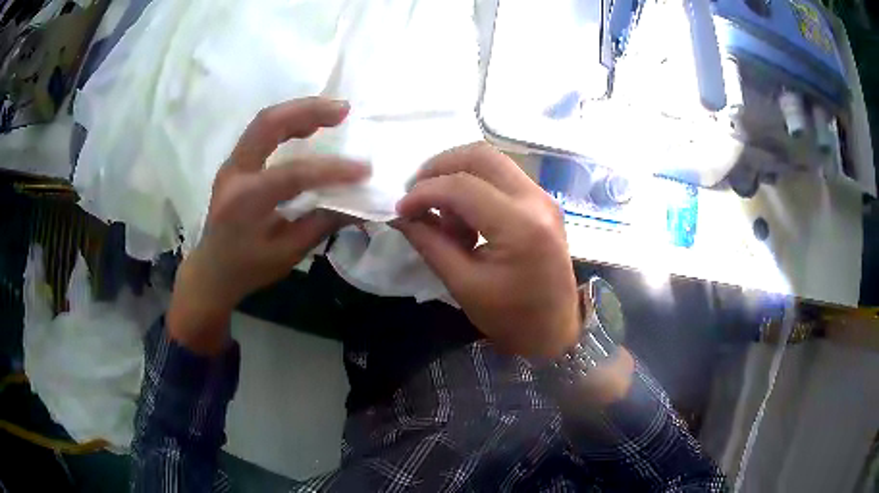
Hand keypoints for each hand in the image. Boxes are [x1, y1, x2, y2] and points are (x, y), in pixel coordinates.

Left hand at [168, 97, 369, 353]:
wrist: (212, 270)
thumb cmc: (248, 268)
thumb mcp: (287, 254)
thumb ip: (321, 224)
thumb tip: (360, 203)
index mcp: (245, 201)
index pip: (292, 174)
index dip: (331, 169)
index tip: (364, 170)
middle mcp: (234, 173)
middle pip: (268, 124)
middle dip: (308, 111)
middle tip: (344, 109)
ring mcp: (232, 163)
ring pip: (264, 121)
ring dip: (299, 111)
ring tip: (332, 111)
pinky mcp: (236, 162)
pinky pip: (261, 131)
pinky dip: (288, 122)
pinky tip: (309, 125)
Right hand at [395, 143, 578, 358]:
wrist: (555, 331)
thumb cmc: (511, 318)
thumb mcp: (463, 285)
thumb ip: (430, 243)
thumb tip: (400, 215)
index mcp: (519, 225)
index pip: (461, 187)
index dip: (423, 193)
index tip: (400, 209)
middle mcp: (536, 200)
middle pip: (480, 155)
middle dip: (440, 166)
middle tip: (417, 191)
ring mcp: (543, 197)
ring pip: (493, 161)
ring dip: (459, 175)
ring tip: (444, 213)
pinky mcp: (543, 202)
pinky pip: (503, 177)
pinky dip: (476, 185)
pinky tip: (466, 217)